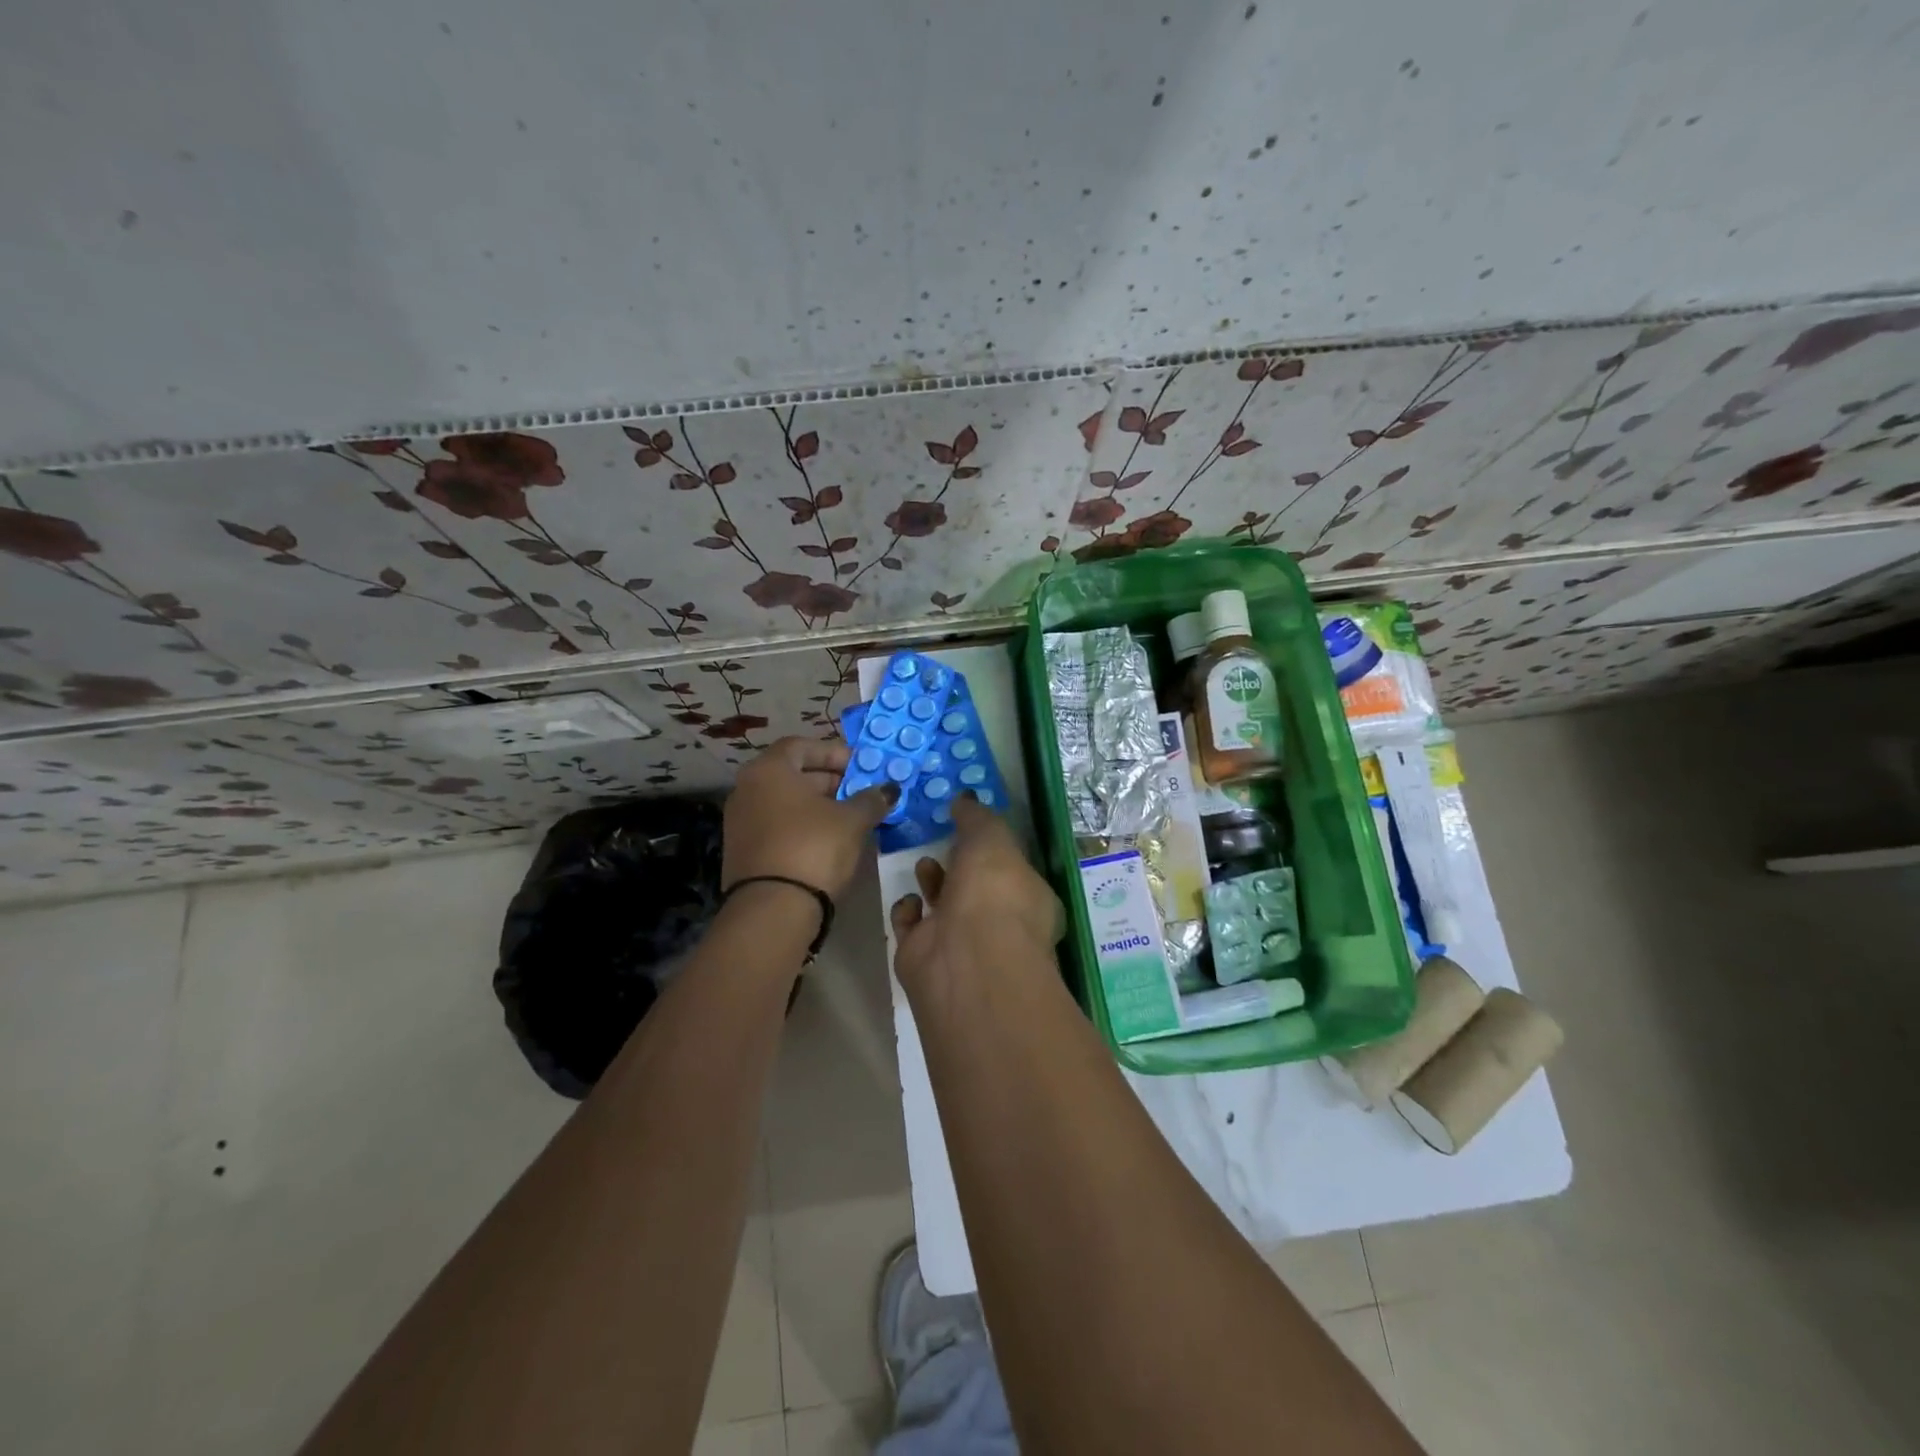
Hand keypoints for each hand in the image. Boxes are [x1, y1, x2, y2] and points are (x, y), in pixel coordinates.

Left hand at [723, 737, 895, 898]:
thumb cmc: (814, 848)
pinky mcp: (742, 851)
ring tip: (850, 817)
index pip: (802, 746)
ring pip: (785, 802)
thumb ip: (871, 799)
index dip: (834, 753)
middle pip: (792, 774)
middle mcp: (747, 789)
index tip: (861, 767)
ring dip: (817, 805)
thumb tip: (889, 789)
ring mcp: (740, 822)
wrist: (772, 910)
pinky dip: (802, 826)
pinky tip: (828, 841)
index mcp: (769, 770)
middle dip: (829, 781)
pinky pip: (777, 826)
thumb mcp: (852, 820)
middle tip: (860, 792)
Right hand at [889, 796, 1063, 989]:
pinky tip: (908, 901)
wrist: (965, 961)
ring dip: (932, 883)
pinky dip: (907, 913)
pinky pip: (912, 928)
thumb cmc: (993, 893)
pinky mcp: (924, 957)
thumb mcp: (992, 839)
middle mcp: (999, 923)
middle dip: (959, 864)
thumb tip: (964, 800)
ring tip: (923, 863)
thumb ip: (977, 818)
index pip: (1011, 868)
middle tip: (941, 840)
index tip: (968, 825)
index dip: (992, 847)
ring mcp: (961, 943)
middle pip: (976, 888)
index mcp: (1028, 897)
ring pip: (944, 907)